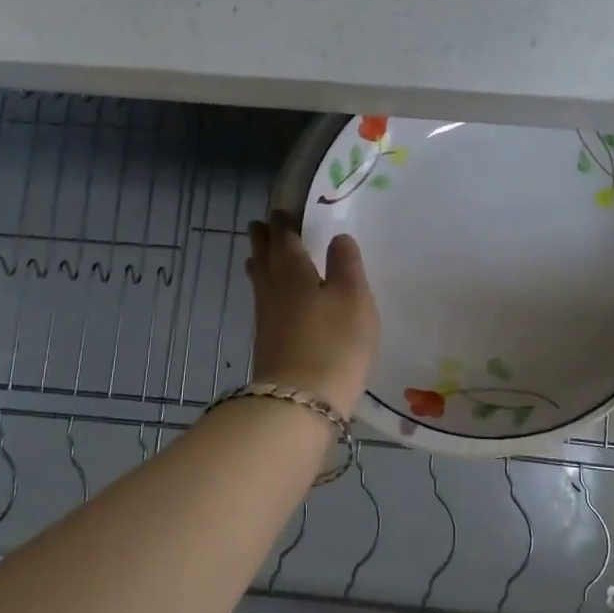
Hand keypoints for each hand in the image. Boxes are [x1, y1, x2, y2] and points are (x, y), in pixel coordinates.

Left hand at [245, 212, 379, 416]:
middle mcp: (273, 289)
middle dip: (264, 240)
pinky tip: (273, 299)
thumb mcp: (353, 298)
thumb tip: (338, 237)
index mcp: (292, 270)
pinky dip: (266, 290)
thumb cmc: (334, 342)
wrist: (300, 401)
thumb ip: (346, 264)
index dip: (283, 222)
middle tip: (261, 225)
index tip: (280, 211)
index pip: (284, 238)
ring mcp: (266, 318)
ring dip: (260, 264)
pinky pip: (264, 302)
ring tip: (260, 255)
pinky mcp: (267, 342)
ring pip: (260, 281)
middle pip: (264, 257)